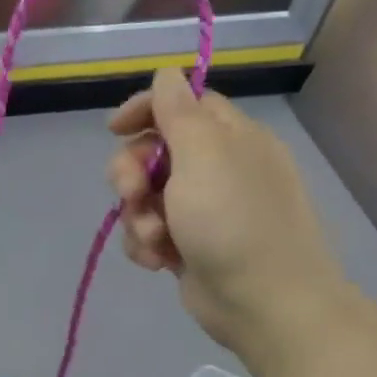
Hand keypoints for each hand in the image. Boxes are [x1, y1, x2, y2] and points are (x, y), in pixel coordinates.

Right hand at [108, 69, 344, 354]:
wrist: (263, 303)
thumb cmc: (234, 221)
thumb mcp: (204, 155)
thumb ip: (178, 111)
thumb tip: (167, 73)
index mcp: (230, 137)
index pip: (181, 103)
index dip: (145, 110)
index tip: (113, 129)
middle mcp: (216, 168)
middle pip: (153, 151)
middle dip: (132, 173)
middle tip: (133, 194)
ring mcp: (202, 210)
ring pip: (145, 196)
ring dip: (137, 217)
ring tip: (154, 239)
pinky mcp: (188, 246)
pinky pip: (149, 231)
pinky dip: (146, 244)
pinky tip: (158, 261)